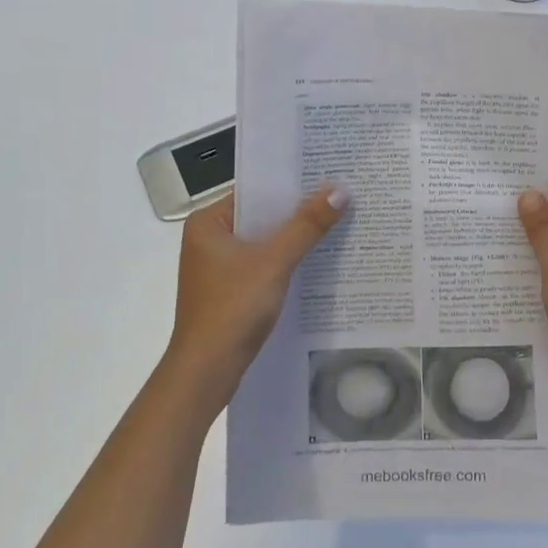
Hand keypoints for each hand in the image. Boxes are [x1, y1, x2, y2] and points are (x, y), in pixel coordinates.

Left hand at [165, 185, 348, 404]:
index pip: (254, 191)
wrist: (206, 373)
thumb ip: (307, 225)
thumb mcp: (274, 262)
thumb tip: (341, 190)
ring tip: (338, 222)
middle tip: (341, 196)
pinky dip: (287, 261)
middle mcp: (209, 239)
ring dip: (295, 237)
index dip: (291, 184)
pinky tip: (318, 259)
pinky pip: (264, 264)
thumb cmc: (232, 308)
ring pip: (265, 241)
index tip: (328, 175)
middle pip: (262, 216)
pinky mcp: (230, 290)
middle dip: (298, 211)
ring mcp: (218, 267)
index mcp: (208, 223)